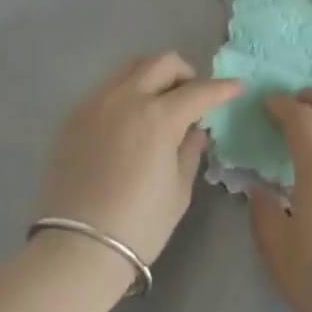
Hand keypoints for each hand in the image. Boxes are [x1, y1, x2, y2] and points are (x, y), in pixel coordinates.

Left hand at [36, 53, 241, 274]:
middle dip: (186, 74)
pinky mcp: (74, 115)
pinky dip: (127, 93)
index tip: (236, 88)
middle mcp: (127, 97)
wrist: (76, 249)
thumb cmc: (138, 226)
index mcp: (158, 116)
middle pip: (163, 63)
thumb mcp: (178, 191)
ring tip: (159, 103)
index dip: (222, 88)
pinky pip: (107, 88)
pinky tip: (129, 122)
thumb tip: (196, 130)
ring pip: (131, 67)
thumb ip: (190, 151)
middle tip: (193, 97)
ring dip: (153, 76)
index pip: (199, 91)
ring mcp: (97, 102)